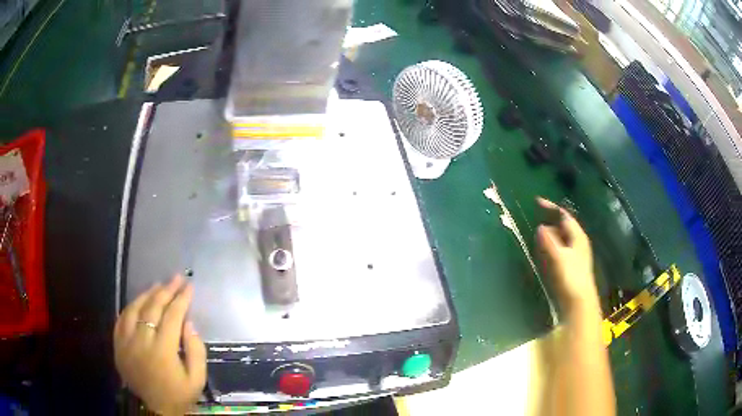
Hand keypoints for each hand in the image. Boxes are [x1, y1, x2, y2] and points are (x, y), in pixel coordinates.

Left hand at [114, 275, 206, 414]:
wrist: (153, 409)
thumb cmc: (178, 395)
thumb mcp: (196, 379)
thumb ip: (196, 351)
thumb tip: (189, 323)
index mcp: (163, 351)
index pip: (172, 316)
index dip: (181, 299)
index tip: (189, 286)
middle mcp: (141, 341)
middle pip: (153, 308)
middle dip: (166, 290)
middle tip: (176, 278)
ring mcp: (126, 341)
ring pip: (135, 309)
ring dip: (147, 294)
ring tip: (159, 284)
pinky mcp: (118, 344)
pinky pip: (122, 318)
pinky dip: (131, 307)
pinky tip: (139, 301)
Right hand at [535, 198, 597, 310]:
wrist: (579, 302)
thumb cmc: (571, 277)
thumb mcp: (559, 257)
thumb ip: (549, 242)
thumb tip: (540, 227)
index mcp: (578, 237)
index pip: (564, 216)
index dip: (551, 207)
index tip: (537, 202)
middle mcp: (578, 243)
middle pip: (563, 227)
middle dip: (549, 222)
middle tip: (534, 223)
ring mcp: (575, 255)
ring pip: (561, 239)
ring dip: (549, 236)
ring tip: (536, 238)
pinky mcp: (571, 266)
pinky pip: (559, 250)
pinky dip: (551, 247)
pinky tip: (544, 254)